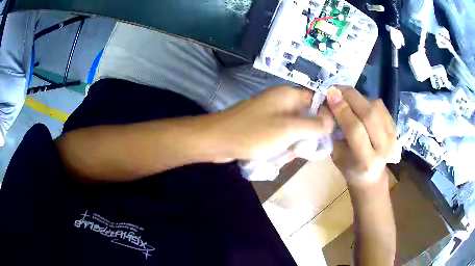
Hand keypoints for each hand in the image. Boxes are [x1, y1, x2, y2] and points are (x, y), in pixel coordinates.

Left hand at [207, 86, 333, 160]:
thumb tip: (332, 121)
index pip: (317, 100)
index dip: (325, 116)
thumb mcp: (289, 129)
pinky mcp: (264, 128)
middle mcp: (282, 102)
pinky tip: (273, 157)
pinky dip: (280, 148)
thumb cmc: (254, 133)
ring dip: (292, 145)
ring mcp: (271, 115)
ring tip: (282, 155)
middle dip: (306, 137)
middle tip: (300, 150)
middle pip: (306, 118)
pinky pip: (281, 137)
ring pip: (294, 131)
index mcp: (289, 95)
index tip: (326, 135)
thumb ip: (314, 125)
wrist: (217, 141)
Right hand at [326, 86, 396, 188]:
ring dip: (358, 97)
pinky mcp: (395, 127)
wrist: (373, 175)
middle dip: (350, 97)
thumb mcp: (337, 155)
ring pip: (376, 107)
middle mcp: (383, 148)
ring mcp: (392, 136)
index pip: (355, 130)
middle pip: (369, 114)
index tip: (329, 94)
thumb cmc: (350, 168)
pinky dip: (366, 100)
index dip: (342, 109)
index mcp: (367, 160)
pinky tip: (358, 103)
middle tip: (335, 89)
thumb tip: (329, 103)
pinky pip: (380, 106)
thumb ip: (334, 131)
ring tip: (345, 96)